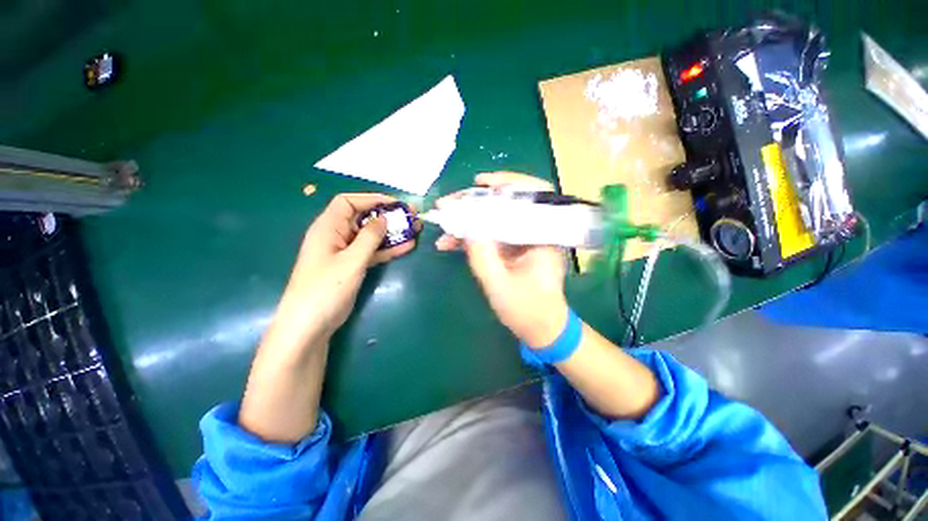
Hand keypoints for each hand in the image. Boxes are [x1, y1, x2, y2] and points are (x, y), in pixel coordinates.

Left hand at [272, 194, 416, 350]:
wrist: (310, 325)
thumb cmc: (326, 288)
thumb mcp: (351, 260)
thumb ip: (369, 237)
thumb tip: (384, 218)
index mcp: (328, 227)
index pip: (348, 202)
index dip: (371, 199)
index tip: (395, 204)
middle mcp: (336, 236)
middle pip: (363, 218)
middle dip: (387, 216)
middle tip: (411, 217)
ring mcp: (345, 252)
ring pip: (371, 236)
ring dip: (392, 233)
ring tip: (415, 230)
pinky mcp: (352, 266)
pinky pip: (372, 252)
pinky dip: (388, 250)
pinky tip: (407, 247)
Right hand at [436, 172, 568, 347]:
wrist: (541, 329)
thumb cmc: (527, 310)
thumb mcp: (499, 285)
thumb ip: (481, 256)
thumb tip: (466, 227)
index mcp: (545, 236)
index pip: (533, 196)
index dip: (507, 183)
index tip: (480, 182)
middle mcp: (536, 232)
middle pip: (508, 204)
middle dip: (476, 202)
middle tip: (450, 203)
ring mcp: (522, 241)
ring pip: (495, 219)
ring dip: (469, 220)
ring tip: (444, 223)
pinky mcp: (512, 250)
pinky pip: (491, 235)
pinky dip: (471, 237)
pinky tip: (449, 243)